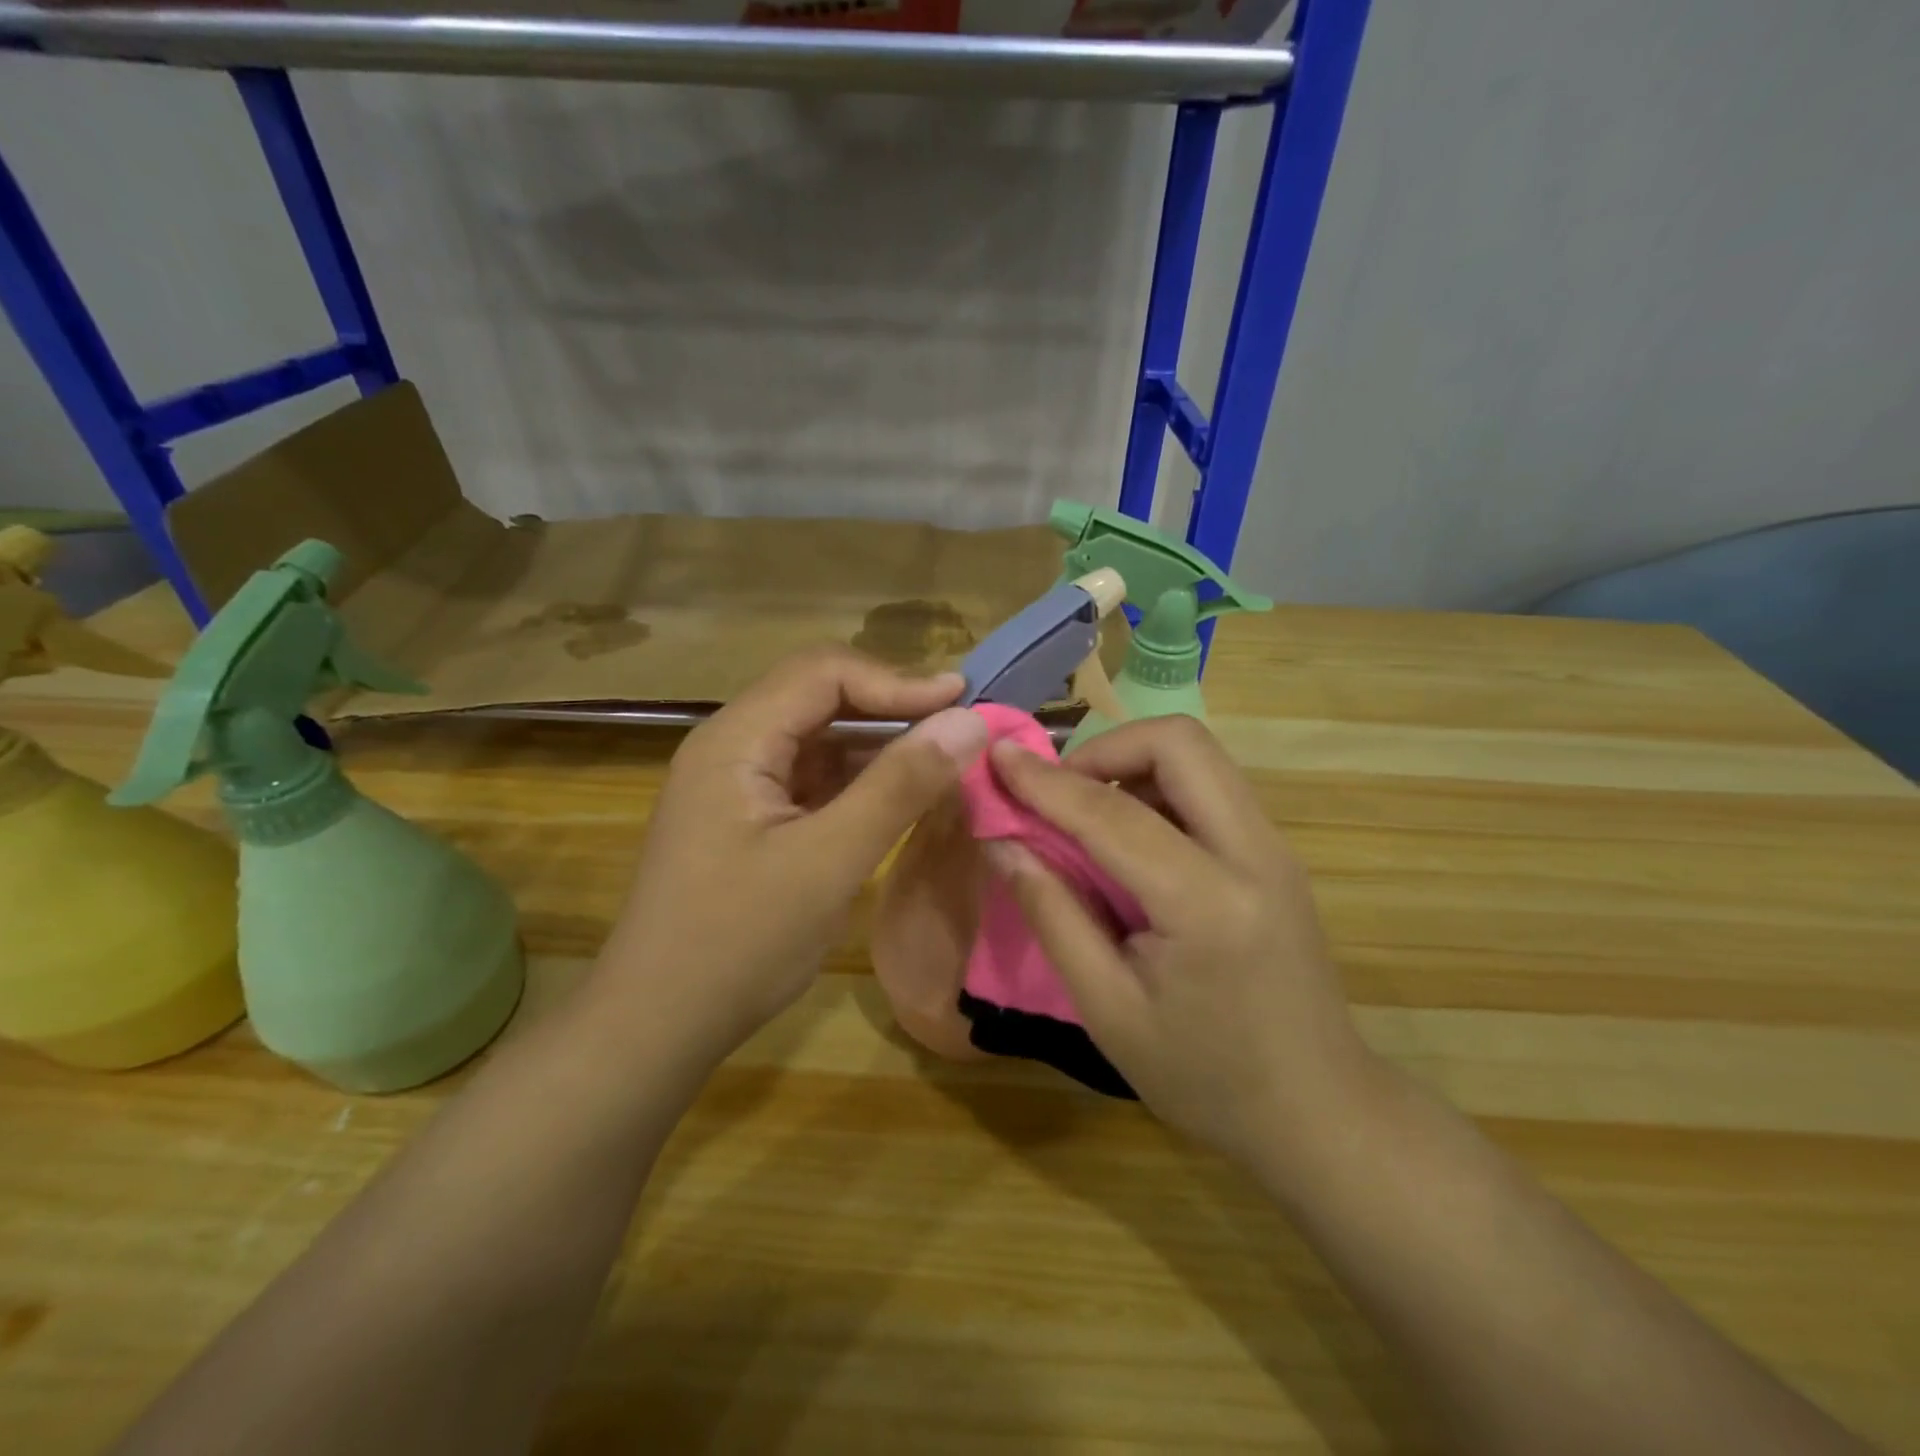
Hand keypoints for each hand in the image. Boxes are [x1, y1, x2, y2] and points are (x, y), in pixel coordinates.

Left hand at [594, 648, 988, 1068]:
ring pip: (820, 737)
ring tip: (943, 757)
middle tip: (959, 726)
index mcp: (735, 740)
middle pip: (820, 696)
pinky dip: (860, 779)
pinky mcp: (751, 817)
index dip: (897, 679)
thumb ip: (900, 787)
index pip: (823, 673)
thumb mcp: (829, 862)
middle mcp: (732, 746)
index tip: (962, 701)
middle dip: (892, 705)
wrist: (658, 1025)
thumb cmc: (738, 943)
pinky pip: (814, 777)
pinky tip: (900, 795)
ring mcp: (739, 783)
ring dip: (880, 742)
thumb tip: (969, 721)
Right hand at [983, 716, 1376, 1167]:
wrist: (1318, 1111)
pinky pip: (1210, 787)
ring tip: (1085, 815)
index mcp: (1208, 903)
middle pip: (1179, 743)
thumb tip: (1003, 842)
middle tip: (1057, 793)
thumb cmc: (1204, 1076)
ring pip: (1198, 757)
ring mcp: (1274, 848)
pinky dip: (1158, 788)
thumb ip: (1053, 914)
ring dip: (1132, 764)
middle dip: (1104, 749)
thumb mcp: (1108, 1009)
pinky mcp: (1275, 854)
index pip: (1113, 814)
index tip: (999, 757)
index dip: (1046, 782)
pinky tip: (1129, 839)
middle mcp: (1254, 853)